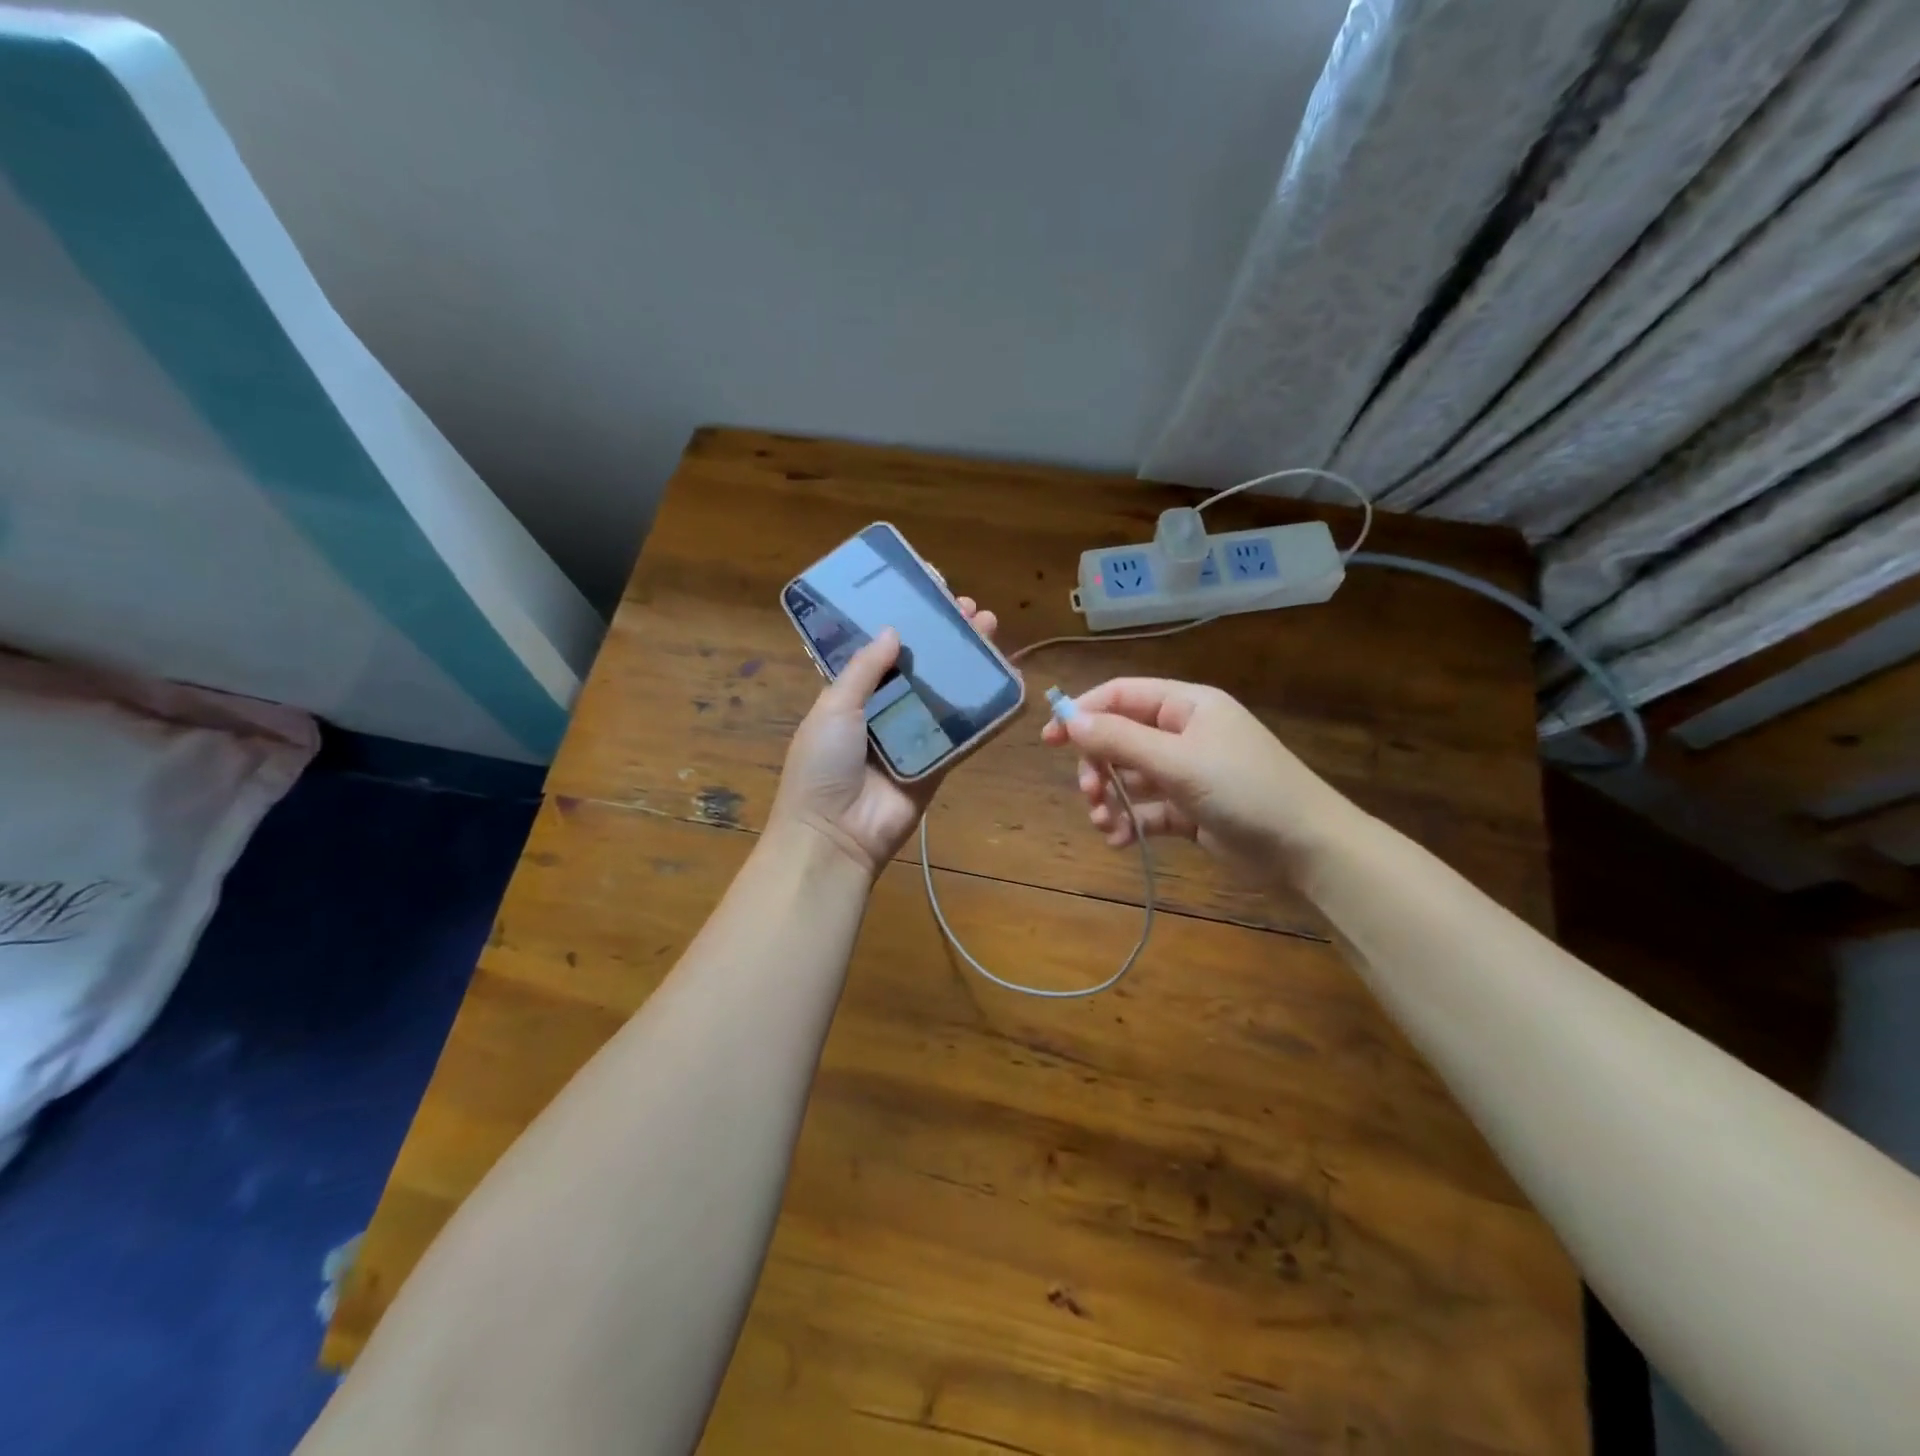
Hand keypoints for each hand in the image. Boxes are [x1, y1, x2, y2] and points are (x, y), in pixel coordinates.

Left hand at [769, 597, 999, 876]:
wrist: (835, 834)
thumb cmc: (823, 764)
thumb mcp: (834, 708)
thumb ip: (864, 669)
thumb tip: (894, 631)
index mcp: (851, 695)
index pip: (882, 648)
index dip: (905, 620)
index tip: (928, 590)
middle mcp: (883, 711)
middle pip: (921, 666)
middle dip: (944, 635)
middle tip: (969, 608)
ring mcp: (912, 737)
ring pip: (945, 692)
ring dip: (967, 662)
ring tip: (990, 629)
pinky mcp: (938, 763)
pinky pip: (965, 734)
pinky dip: (986, 711)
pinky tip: (1007, 682)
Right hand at [1040, 678, 1361, 879]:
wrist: (1307, 848)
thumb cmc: (1244, 789)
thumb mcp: (1178, 761)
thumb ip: (1120, 739)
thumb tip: (1068, 719)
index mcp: (1186, 706)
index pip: (1121, 695)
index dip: (1083, 712)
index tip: (1049, 740)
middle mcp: (1184, 733)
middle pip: (1120, 739)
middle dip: (1098, 766)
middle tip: (1090, 793)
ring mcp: (1187, 773)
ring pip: (1130, 778)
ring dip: (1110, 799)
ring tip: (1105, 824)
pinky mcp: (1191, 810)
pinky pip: (1147, 810)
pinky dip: (1130, 823)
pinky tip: (1121, 841)